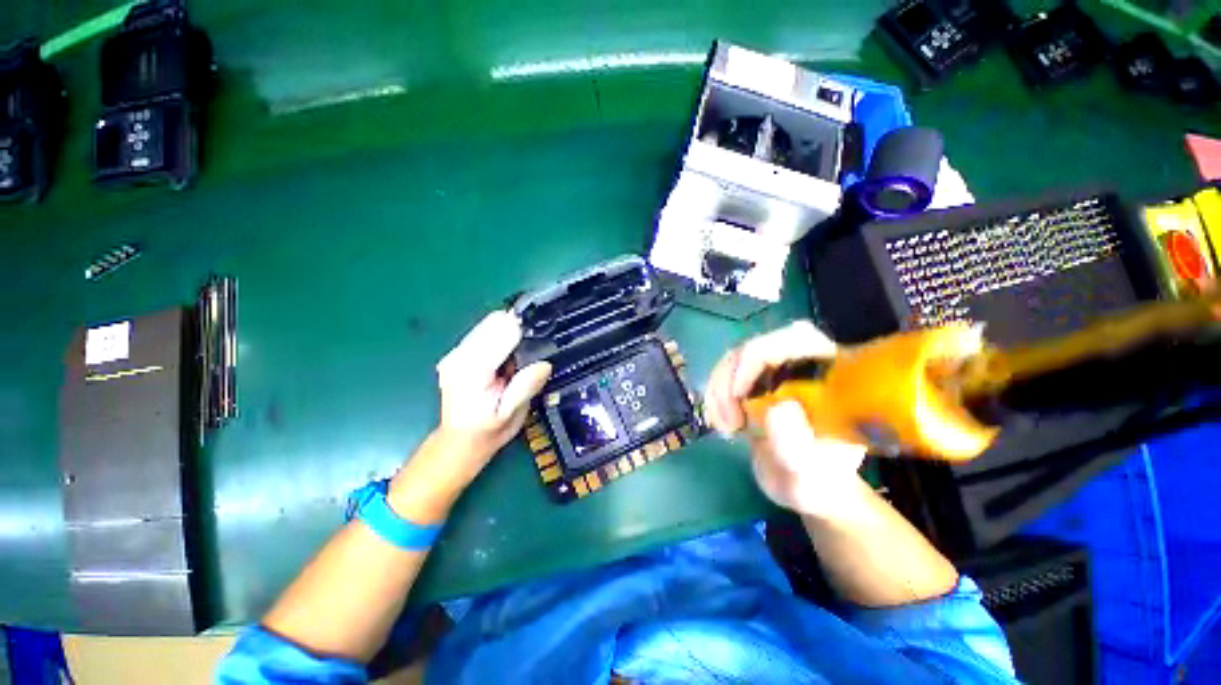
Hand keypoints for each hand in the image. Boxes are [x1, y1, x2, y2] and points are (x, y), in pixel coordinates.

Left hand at [433, 310, 551, 483]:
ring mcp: (456, 353)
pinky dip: (498, 339)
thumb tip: (544, 364)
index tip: (539, 341)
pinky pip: (483, 333)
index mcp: (473, 370)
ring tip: (515, 360)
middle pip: (494, 322)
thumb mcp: (512, 414)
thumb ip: (525, 386)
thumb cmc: (488, 430)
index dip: (524, 332)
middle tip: (527, 355)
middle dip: (516, 331)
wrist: (460, 440)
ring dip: (507, 334)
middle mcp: (460, 356)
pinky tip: (503, 360)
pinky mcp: (457, 354)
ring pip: (488, 324)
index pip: (502, 333)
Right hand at [705, 321, 867, 517]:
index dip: (758, 356)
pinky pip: (725, 372)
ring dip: (719, 389)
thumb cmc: (816, 482)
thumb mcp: (809, 478)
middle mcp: (805, 362)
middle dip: (731, 379)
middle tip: (729, 421)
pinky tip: (721, 420)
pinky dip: (715, 394)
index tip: (738, 394)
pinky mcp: (757, 378)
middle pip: (756, 346)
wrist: (805, 484)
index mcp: (833, 375)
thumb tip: (778, 408)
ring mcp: (778, 369)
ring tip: (726, 428)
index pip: (796, 339)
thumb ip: (796, 450)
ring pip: (734, 358)